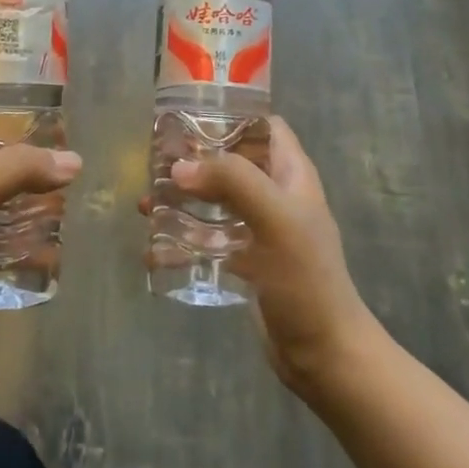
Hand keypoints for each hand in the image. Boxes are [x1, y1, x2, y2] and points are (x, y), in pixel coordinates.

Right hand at [156, 118, 376, 392]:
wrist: (322, 352)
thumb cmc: (304, 278)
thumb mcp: (274, 218)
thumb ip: (231, 181)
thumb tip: (179, 167)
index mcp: (291, 175)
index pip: (264, 126)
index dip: (231, 115)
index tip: (188, 116)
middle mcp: (277, 195)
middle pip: (232, 162)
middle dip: (194, 160)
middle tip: (154, 162)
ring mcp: (261, 230)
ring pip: (216, 201)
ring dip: (182, 200)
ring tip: (146, 205)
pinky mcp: (246, 261)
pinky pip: (209, 240)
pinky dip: (183, 241)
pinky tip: (154, 249)